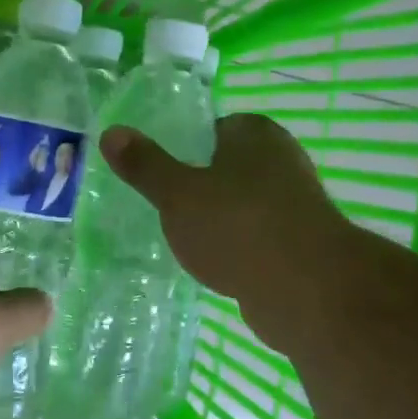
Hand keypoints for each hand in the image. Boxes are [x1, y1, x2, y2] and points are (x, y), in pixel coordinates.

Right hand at [99, 114, 359, 352]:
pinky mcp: (299, 242)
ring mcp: (294, 202)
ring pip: (240, 203)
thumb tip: (110, 132)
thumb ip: (145, 165)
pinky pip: (254, 236)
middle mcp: (281, 159)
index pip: (211, 129)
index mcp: (255, 133)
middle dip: (198, 186)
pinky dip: (235, 246)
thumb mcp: (177, 194)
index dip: (182, 149)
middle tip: (163, 208)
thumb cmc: (237, 226)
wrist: (307, 290)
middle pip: (226, 166)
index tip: (158, 174)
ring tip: (182, 239)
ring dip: (217, 219)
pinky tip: (214, 264)